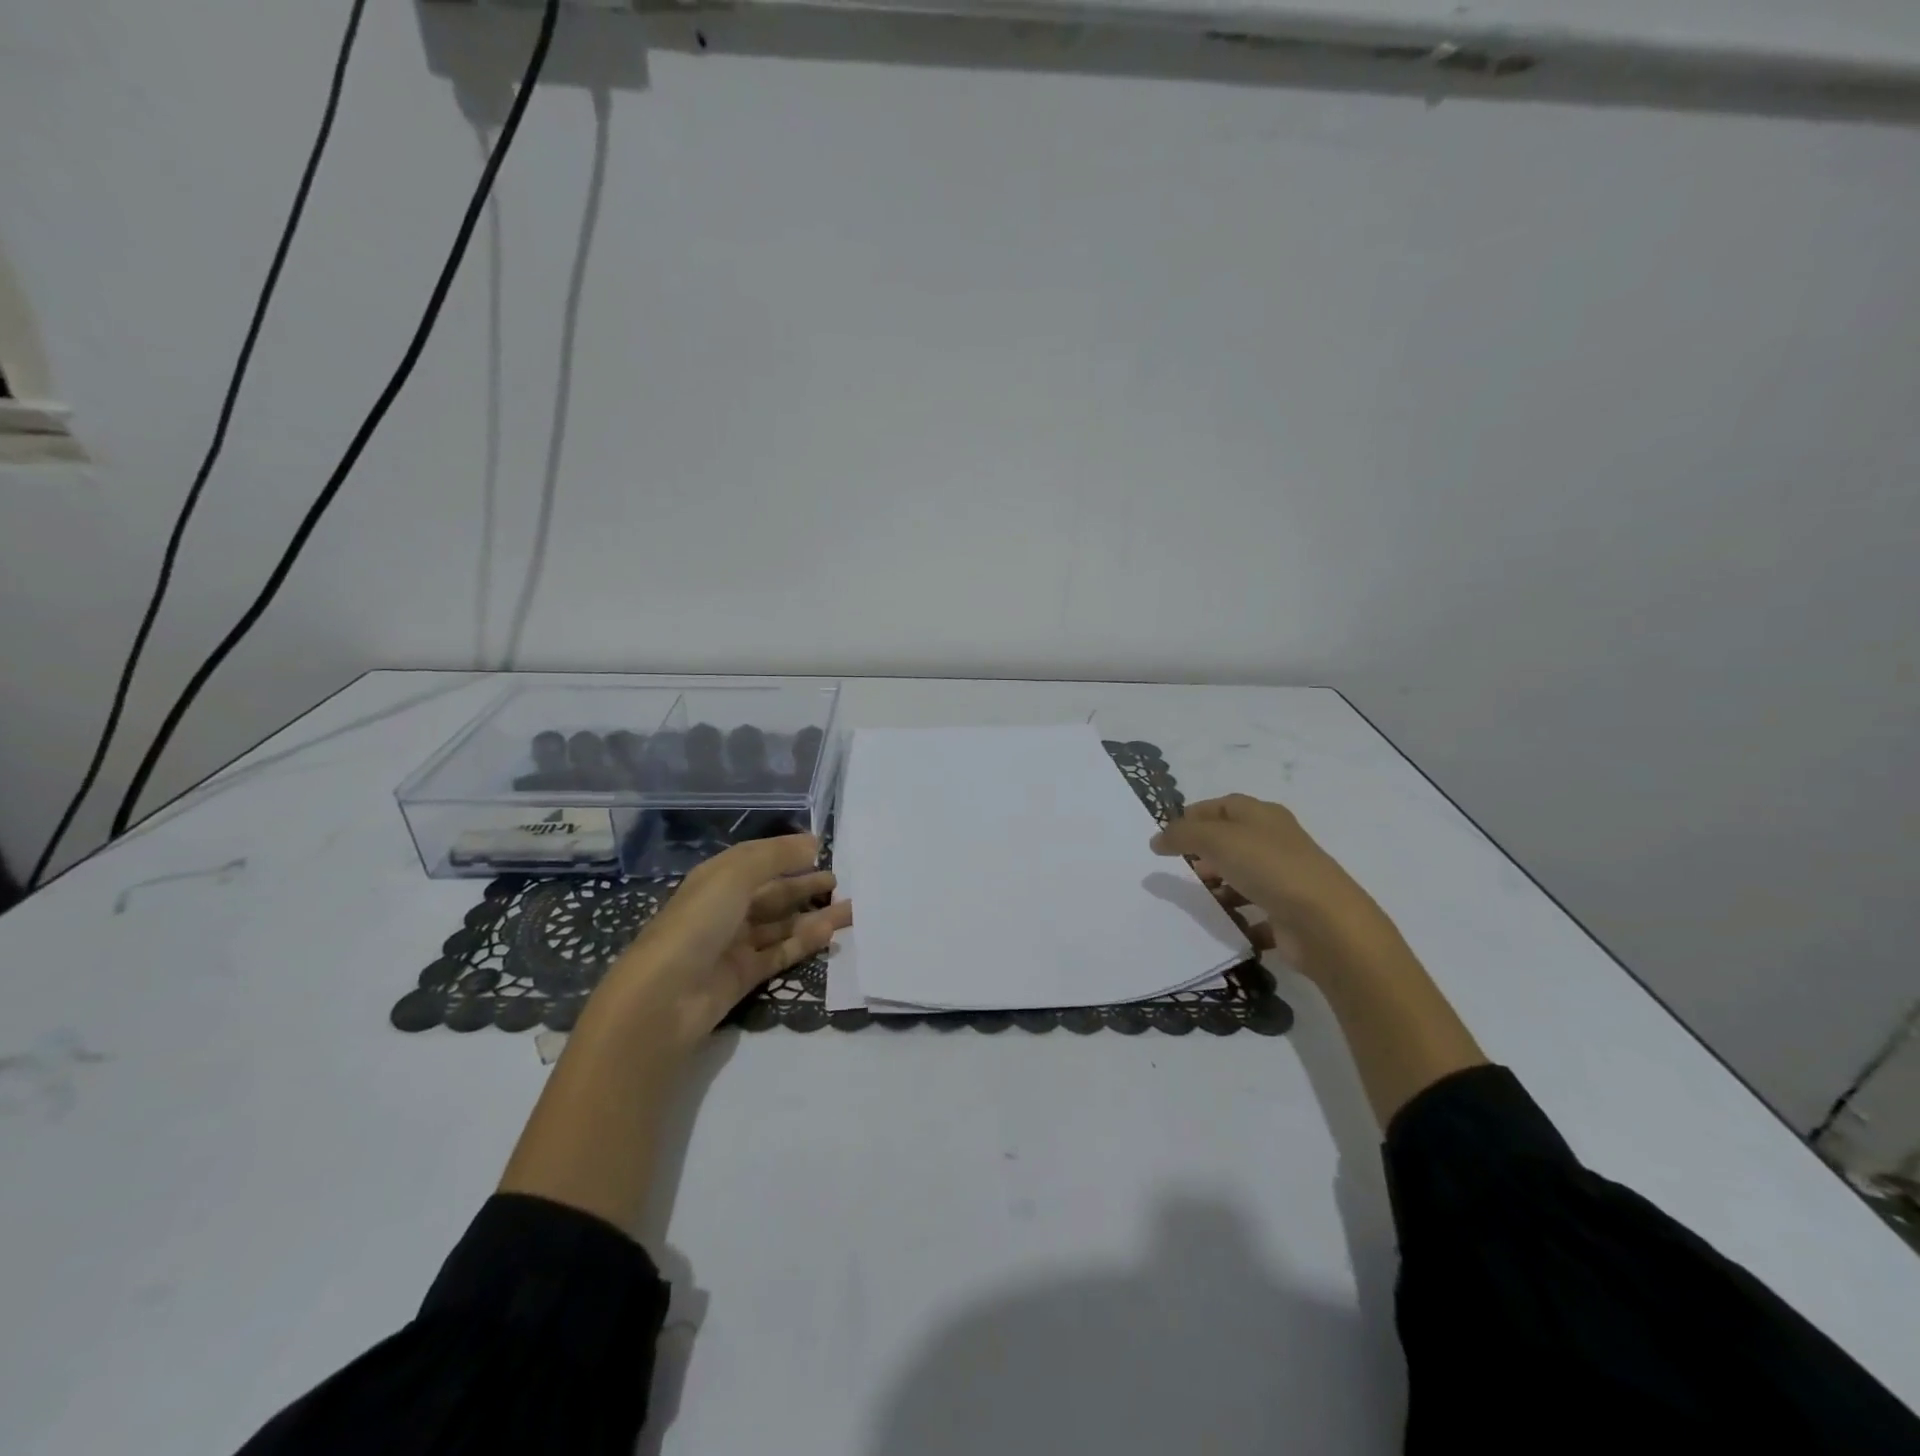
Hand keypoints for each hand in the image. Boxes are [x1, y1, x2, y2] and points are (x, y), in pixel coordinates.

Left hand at [597, 834, 851, 1050]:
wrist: (664, 997)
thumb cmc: (698, 923)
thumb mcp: (735, 876)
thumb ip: (776, 857)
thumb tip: (813, 842)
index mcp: (716, 879)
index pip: (757, 859)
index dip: (787, 852)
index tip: (822, 848)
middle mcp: (725, 908)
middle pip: (772, 892)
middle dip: (805, 885)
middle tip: (840, 881)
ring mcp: (734, 944)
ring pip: (781, 924)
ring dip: (813, 915)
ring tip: (850, 908)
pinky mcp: (744, 975)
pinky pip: (781, 953)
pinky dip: (805, 942)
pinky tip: (831, 933)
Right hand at [1150, 794, 1398, 978]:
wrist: (1325, 924)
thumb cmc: (1269, 868)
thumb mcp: (1216, 839)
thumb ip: (1182, 835)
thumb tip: (1157, 839)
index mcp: (1263, 815)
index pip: (1222, 805)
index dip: (1193, 815)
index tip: (1166, 835)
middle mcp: (1276, 841)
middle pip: (1232, 840)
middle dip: (1203, 852)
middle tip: (1180, 868)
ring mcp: (1286, 878)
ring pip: (1243, 875)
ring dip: (1219, 887)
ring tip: (1200, 899)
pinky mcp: (1289, 912)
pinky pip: (1256, 911)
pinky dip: (1239, 917)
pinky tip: (1224, 924)